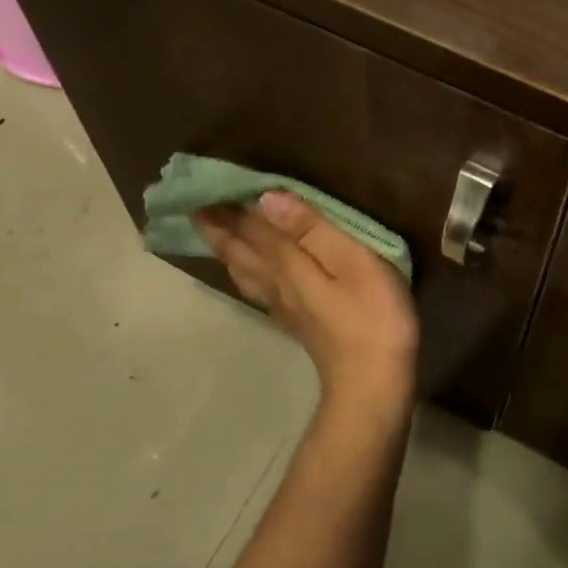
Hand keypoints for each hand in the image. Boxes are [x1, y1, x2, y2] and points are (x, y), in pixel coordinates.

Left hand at [192, 191, 418, 415]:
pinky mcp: (296, 323)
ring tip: (211, 232)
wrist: (373, 384)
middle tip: (194, 204)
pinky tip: (246, 273)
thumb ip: (312, 229)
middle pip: (238, 250)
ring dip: (225, 249)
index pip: (251, 227)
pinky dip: (243, 272)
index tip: (204, 183)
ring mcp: (284, 306)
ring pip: (242, 271)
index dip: (229, 206)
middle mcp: (276, 283)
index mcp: (287, 264)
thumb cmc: (372, 316)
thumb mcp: (353, 262)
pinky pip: (256, 288)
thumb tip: (267, 198)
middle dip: (216, 226)